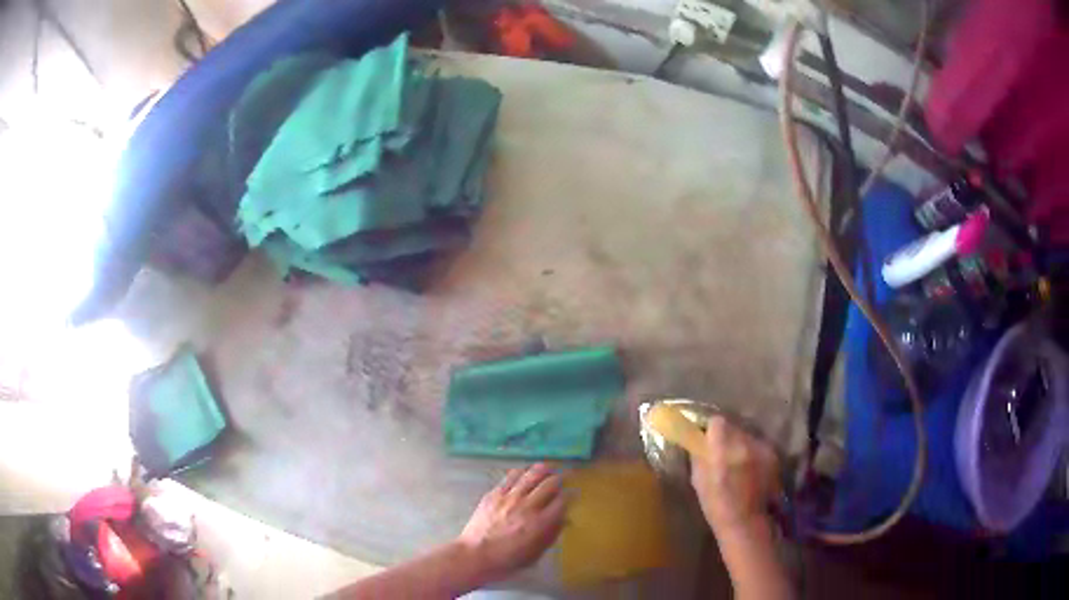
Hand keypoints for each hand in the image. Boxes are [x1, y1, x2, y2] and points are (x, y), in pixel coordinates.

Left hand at [458, 463, 566, 582]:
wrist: (475, 555)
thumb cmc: (507, 560)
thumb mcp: (535, 554)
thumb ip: (551, 535)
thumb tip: (564, 519)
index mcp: (540, 523)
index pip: (562, 501)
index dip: (571, 495)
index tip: (573, 494)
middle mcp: (527, 506)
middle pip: (550, 483)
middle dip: (560, 479)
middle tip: (562, 479)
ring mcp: (509, 498)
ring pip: (531, 474)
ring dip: (542, 470)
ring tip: (547, 469)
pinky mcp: (494, 494)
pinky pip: (511, 476)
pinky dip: (522, 472)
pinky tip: (525, 473)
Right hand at [690, 416, 780, 534]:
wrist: (746, 522)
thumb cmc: (716, 505)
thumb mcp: (698, 480)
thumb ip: (699, 456)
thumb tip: (698, 441)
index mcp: (723, 448)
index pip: (717, 422)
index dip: (711, 430)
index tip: (707, 440)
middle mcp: (745, 442)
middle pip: (734, 427)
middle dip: (727, 437)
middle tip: (721, 453)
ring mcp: (762, 448)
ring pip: (748, 436)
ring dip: (741, 445)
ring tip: (737, 464)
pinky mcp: (774, 455)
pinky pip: (759, 447)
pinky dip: (753, 454)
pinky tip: (750, 470)